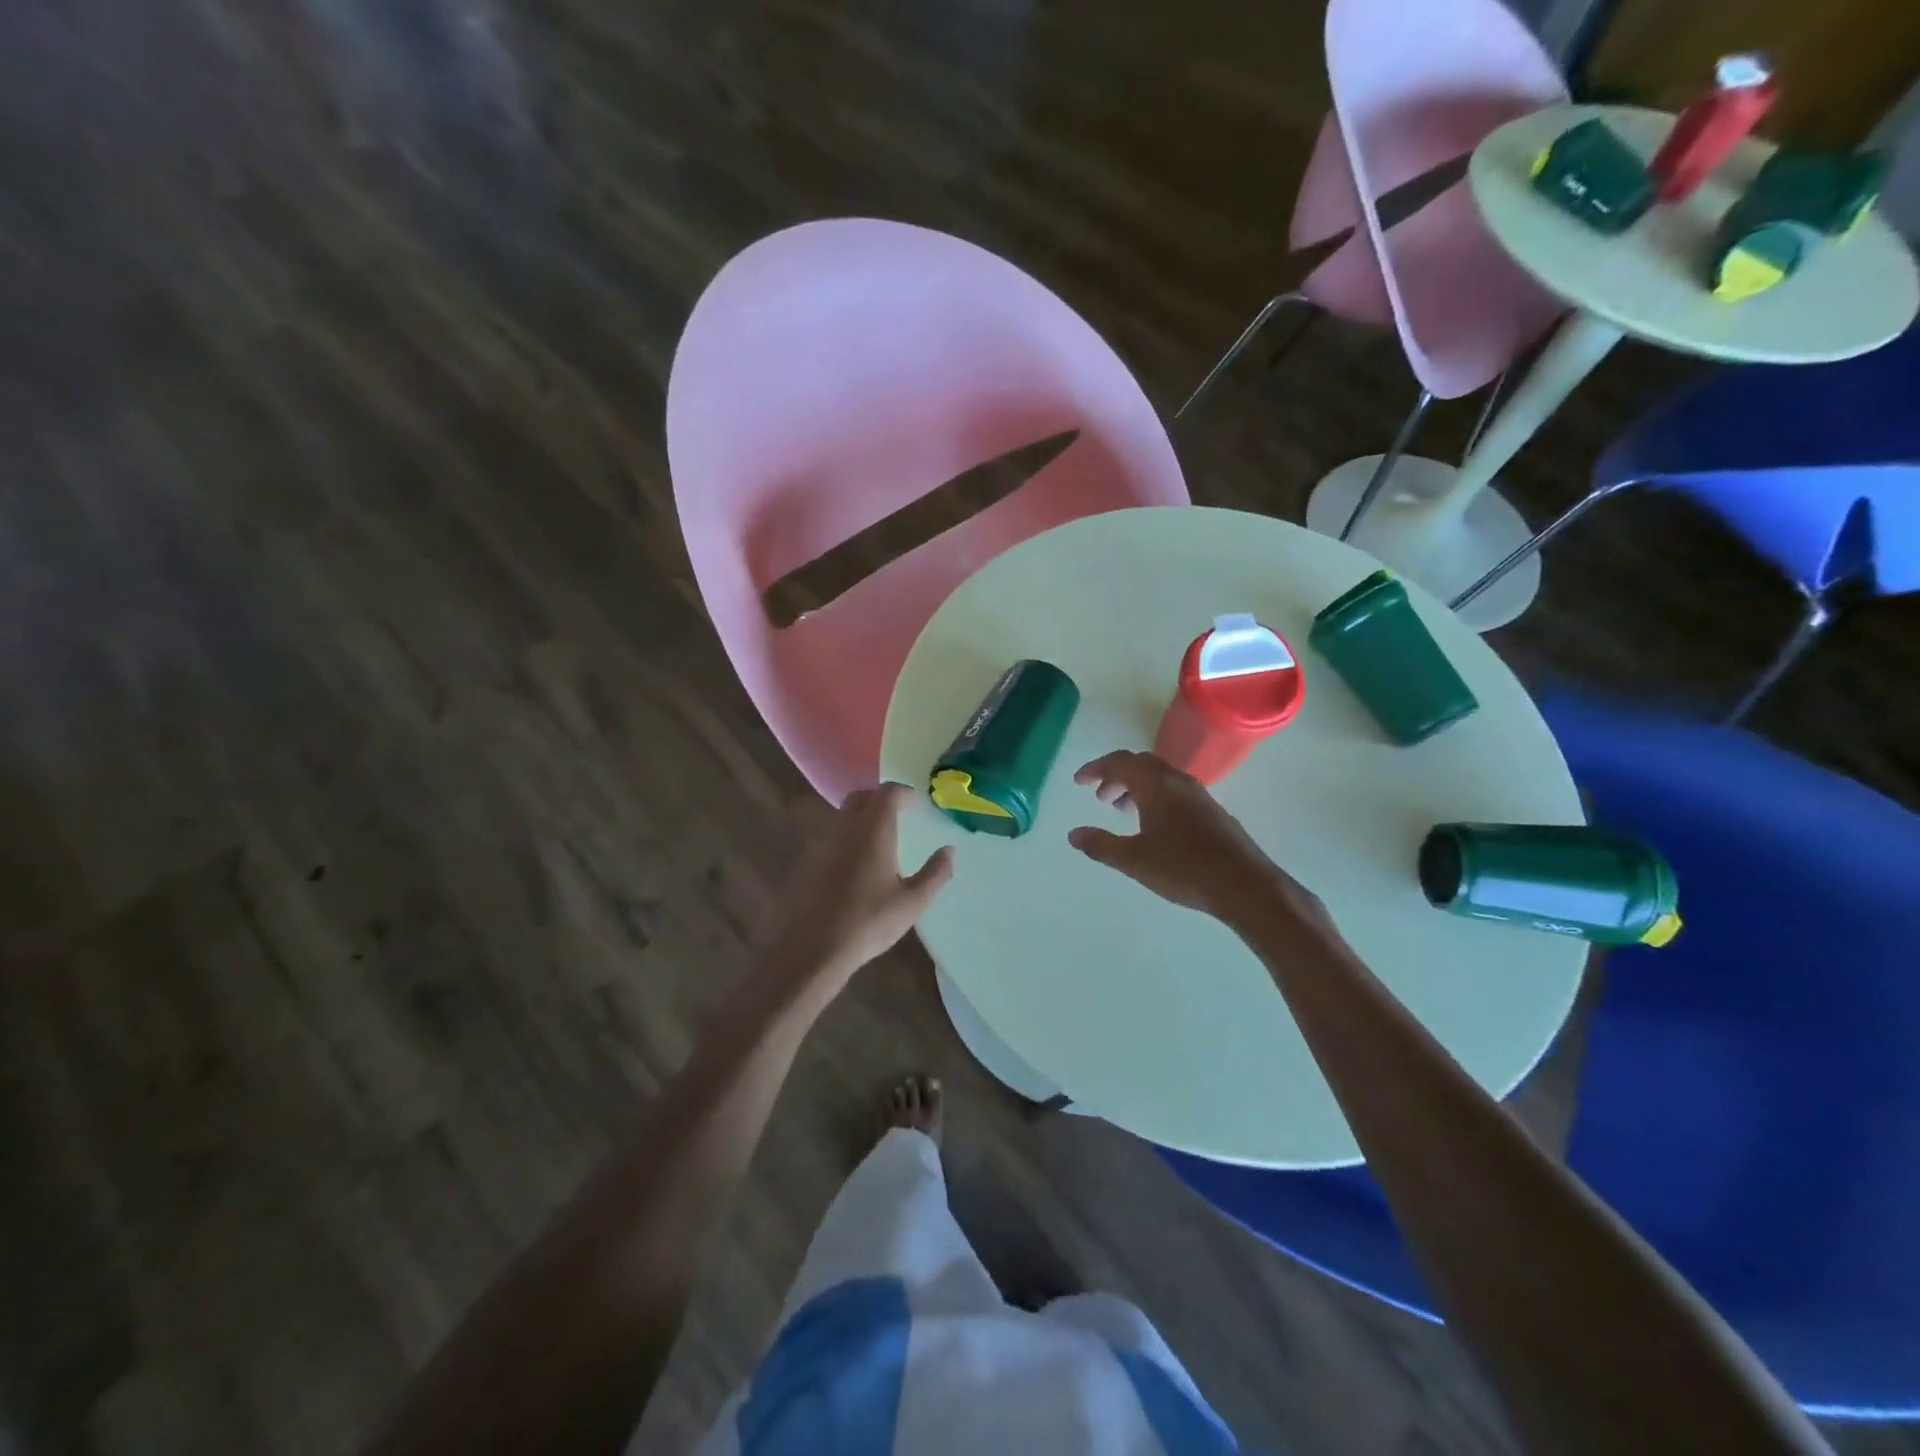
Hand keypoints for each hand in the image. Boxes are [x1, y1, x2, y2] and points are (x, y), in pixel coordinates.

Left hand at [761, 783, 953, 997]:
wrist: (811, 949)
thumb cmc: (868, 923)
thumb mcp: (912, 902)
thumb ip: (934, 873)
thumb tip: (949, 851)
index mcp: (872, 831)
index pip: (887, 793)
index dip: (903, 793)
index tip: (916, 804)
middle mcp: (844, 828)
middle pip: (861, 797)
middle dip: (880, 799)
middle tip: (898, 815)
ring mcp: (820, 843)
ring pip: (842, 816)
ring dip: (861, 817)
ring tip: (877, 840)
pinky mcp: (805, 861)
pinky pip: (828, 836)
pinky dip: (845, 837)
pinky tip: (853, 864)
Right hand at [1069, 751, 1328, 933]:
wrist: (1245, 885)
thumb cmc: (1184, 868)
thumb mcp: (1134, 860)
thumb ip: (1101, 845)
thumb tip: (1074, 834)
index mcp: (1156, 785)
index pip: (1120, 762)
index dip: (1096, 769)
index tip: (1079, 781)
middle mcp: (1178, 782)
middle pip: (1141, 765)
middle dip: (1117, 776)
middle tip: (1100, 797)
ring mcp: (1199, 796)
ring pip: (1160, 779)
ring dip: (1137, 787)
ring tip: (1122, 811)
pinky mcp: (1212, 812)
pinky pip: (1175, 792)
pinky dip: (1155, 798)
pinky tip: (1154, 826)